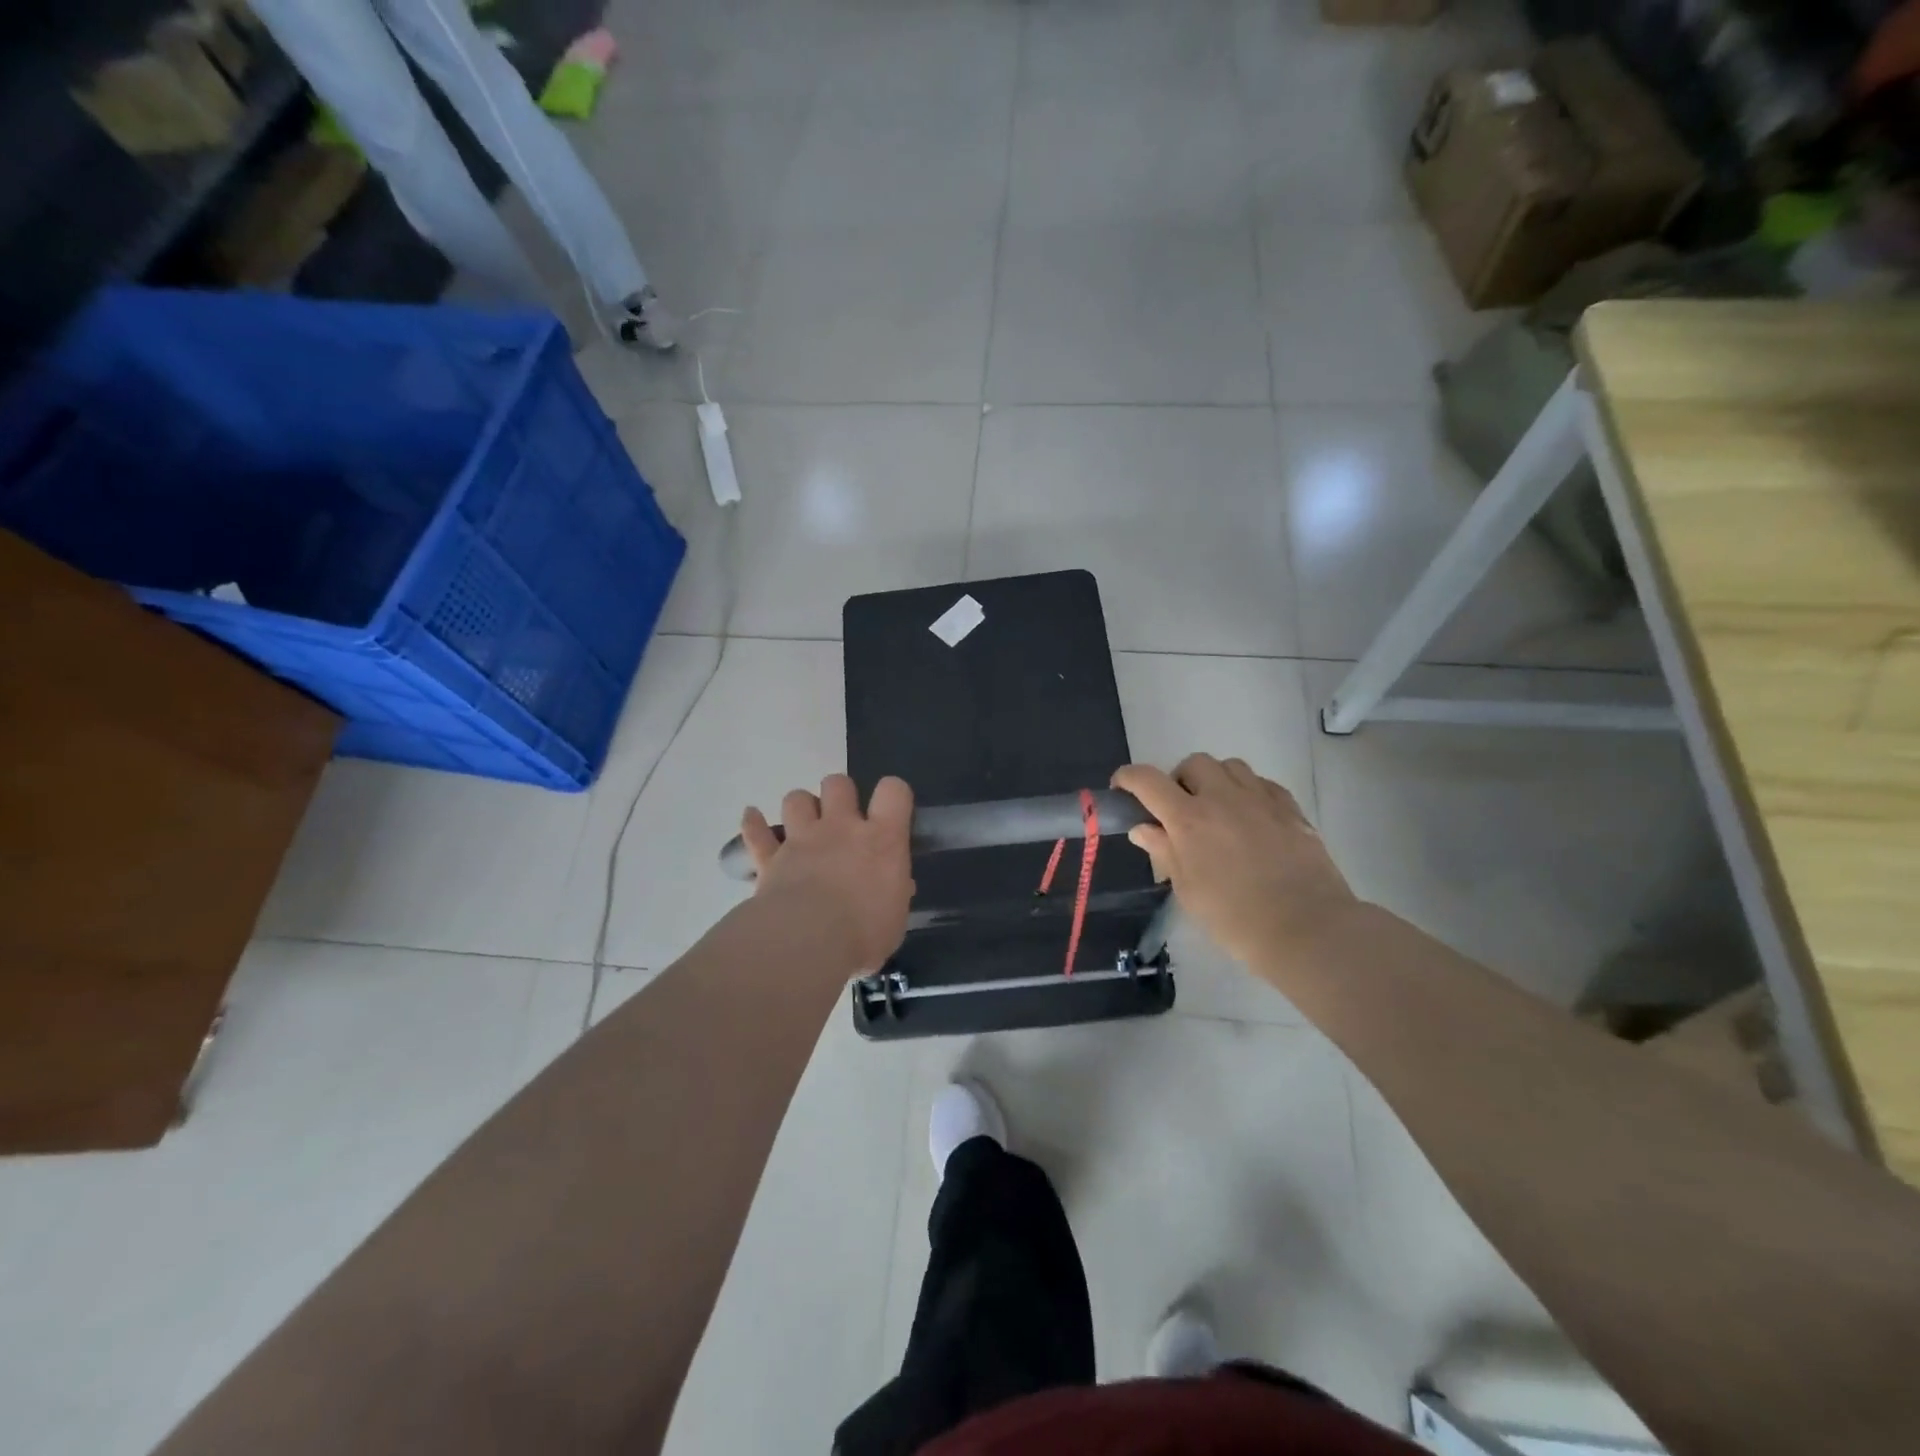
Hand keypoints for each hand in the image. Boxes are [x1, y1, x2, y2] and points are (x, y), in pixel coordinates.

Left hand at [739, 775, 914, 971]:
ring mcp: (802, 840)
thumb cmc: (863, 934)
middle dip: (840, 794)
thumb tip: (896, 887)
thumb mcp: (895, 918)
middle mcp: (842, 828)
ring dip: (801, 807)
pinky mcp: (770, 858)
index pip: (894, 791)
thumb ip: (894, 895)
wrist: (807, 943)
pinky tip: (752, 817)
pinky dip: (754, 824)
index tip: (891, 811)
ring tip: (804, 826)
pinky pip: (756, 832)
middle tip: (843, 820)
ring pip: (797, 798)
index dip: (893, 794)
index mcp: (882, 840)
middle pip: (838, 784)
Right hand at [1112, 754, 1357, 972]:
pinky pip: (1262, 783)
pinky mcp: (1290, 807)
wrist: (1307, 929)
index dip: (1128, 778)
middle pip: (1193, 763)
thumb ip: (1164, 852)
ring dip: (1216, 780)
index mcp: (1189, 819)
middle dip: (1179, 780)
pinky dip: (1248, 791)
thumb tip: (1143, 828)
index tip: (1121, 788)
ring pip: (1230, 766)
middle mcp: (1222, 797)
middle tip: (1180, 810)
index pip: (1147, 780)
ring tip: (1217, 810)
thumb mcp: (1188, 890)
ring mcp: (1260, 799)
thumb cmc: (1235, 918)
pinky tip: (1251, 818)